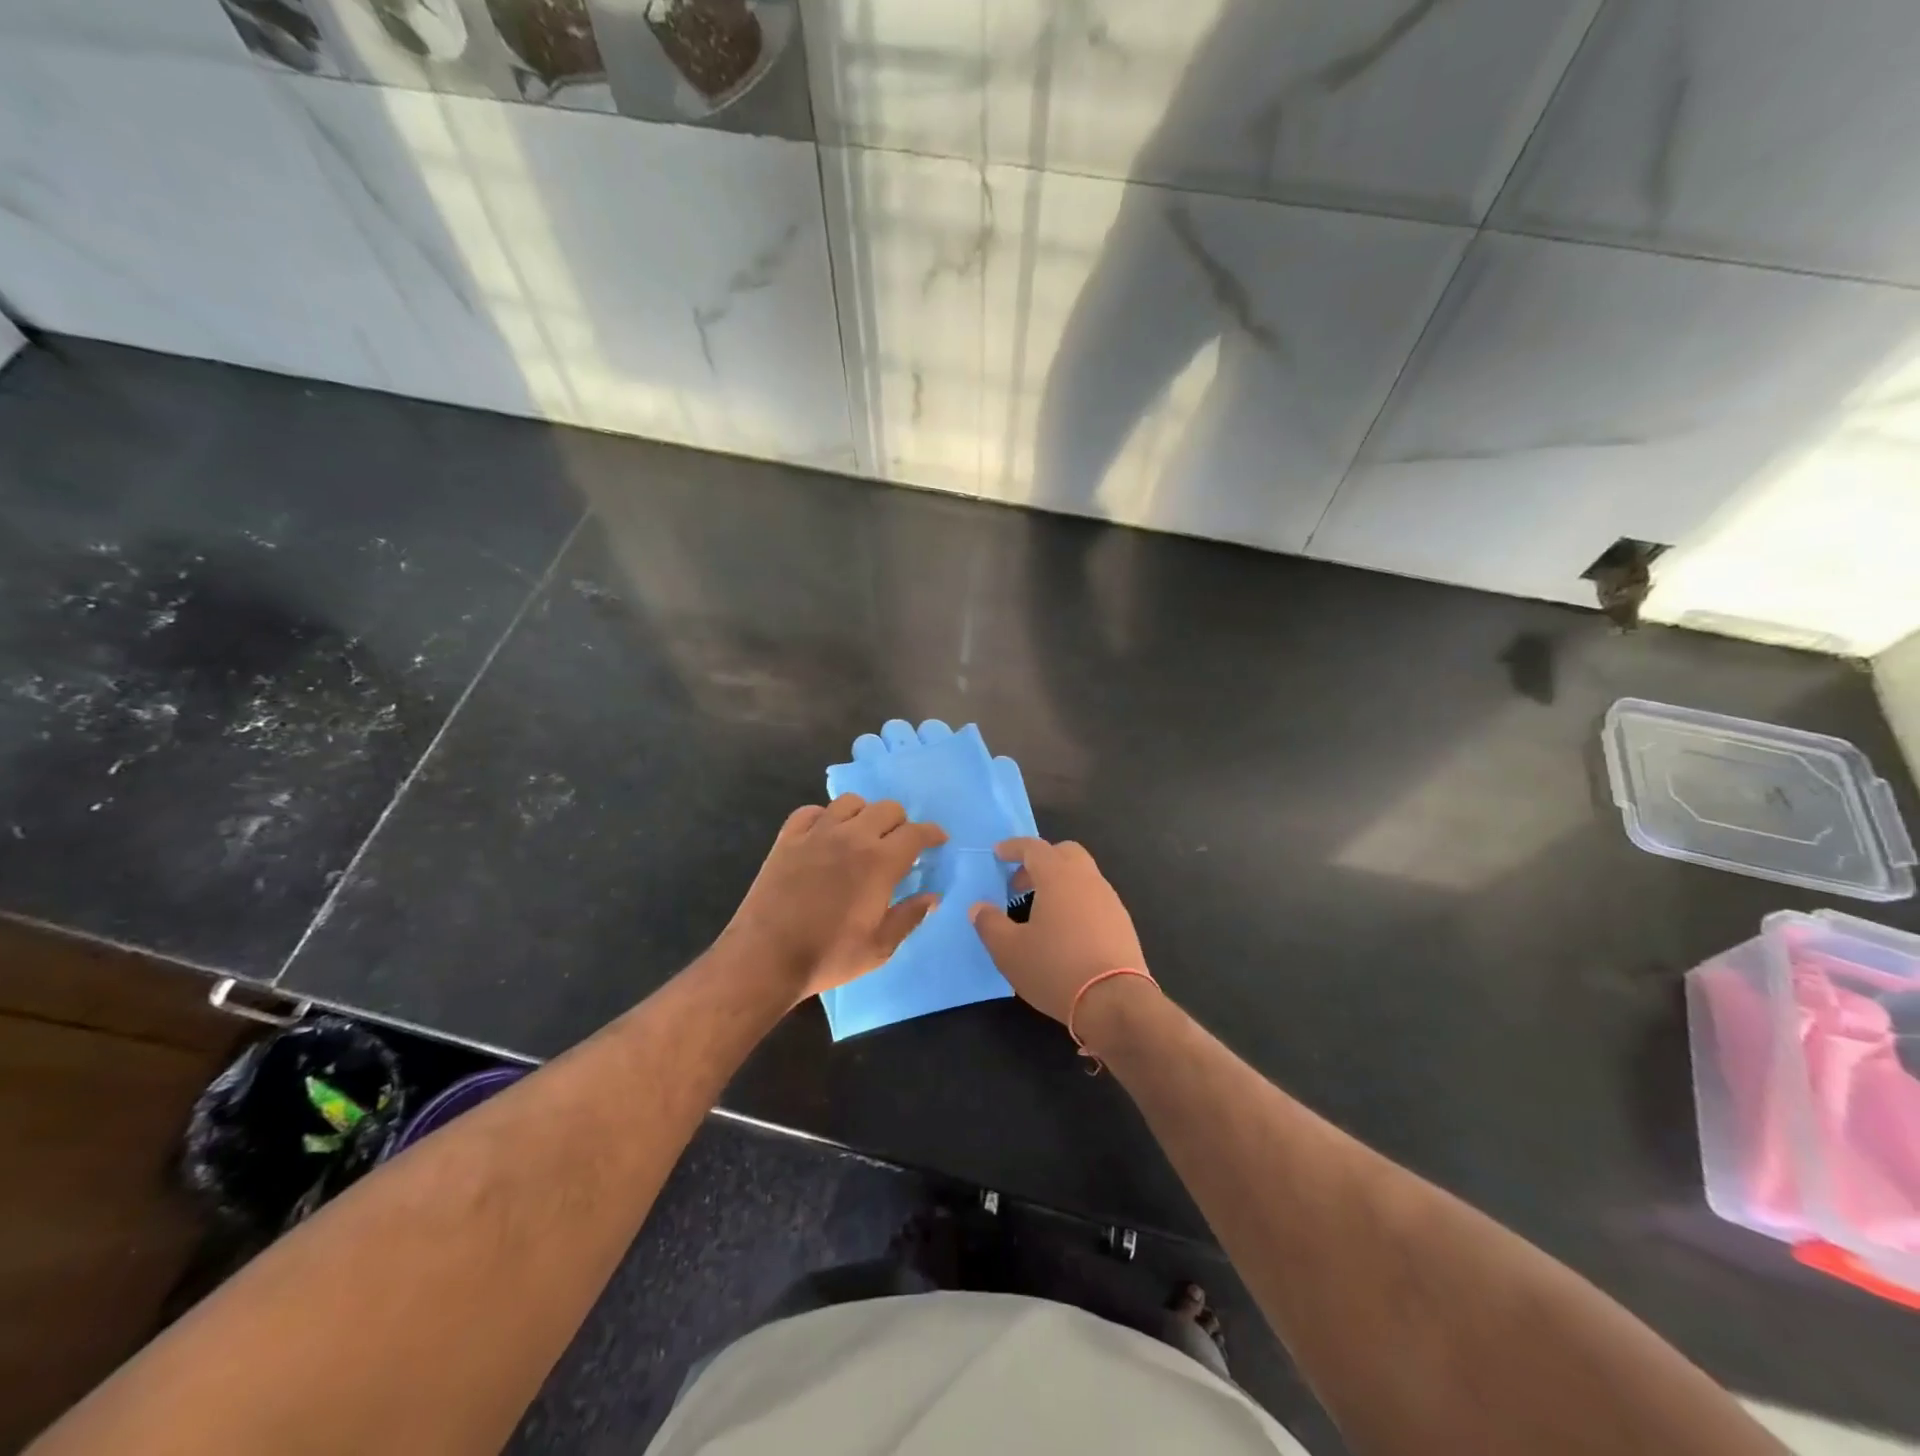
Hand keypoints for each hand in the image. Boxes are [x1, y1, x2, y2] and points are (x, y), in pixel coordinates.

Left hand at [724, 795, 946, 1002]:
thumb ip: (910, 917)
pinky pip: (811, 811)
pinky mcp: (788, 838)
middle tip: (899, 845)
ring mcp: (817, 833)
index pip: (916, 832)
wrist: (765, 957)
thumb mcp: (879, 948)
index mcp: (880, 862)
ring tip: (862, 835)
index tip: (938, 840)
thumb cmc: (828, 955)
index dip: (932, 833)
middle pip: (887, 808)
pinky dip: (824, 817)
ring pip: (850, 801)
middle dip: (901, 823)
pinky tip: (824, 834)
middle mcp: (852, 836)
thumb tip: (933, 897)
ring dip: (864, 814)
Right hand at [970, 838, 1148, 1025]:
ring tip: (1040, 911)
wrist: (1115, 1002)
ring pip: (1082, 876)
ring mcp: (1110, 900)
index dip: (1013, 847)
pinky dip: (1076, 901)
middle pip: (1064, 853)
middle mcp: (1087, 880)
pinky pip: (1095, 898)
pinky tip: (1066, 931)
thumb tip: (979, 907)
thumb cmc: (1056, 969)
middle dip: (1040, 861)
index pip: (1034, 847)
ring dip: (1059, 883)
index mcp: (1058, 877)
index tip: (997, 854)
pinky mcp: (1123, 923)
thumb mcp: (1009, 951)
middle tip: (1019, 884)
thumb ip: (990, 924)